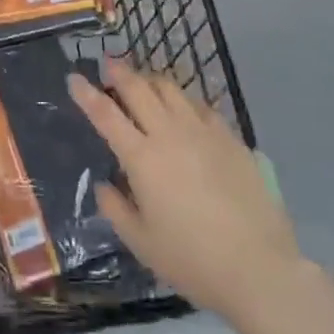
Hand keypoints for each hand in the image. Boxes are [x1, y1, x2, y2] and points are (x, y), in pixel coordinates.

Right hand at [68, 57, 302, 321]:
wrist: (259, 269)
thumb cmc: (193, 261)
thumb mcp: (142, 244)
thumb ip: (116, 209)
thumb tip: (104, 185)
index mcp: (141, 157)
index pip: (105, 114)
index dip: (86, 93)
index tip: (74, 77)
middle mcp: (169, 133)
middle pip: (138, 88)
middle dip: (119, 72)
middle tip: (109, 64)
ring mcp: (203, 131)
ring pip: (171, 88)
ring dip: (151, 80)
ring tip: (144, 82)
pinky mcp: (230, 138)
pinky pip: (201, 105)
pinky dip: (184, 100)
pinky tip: (185, 109)